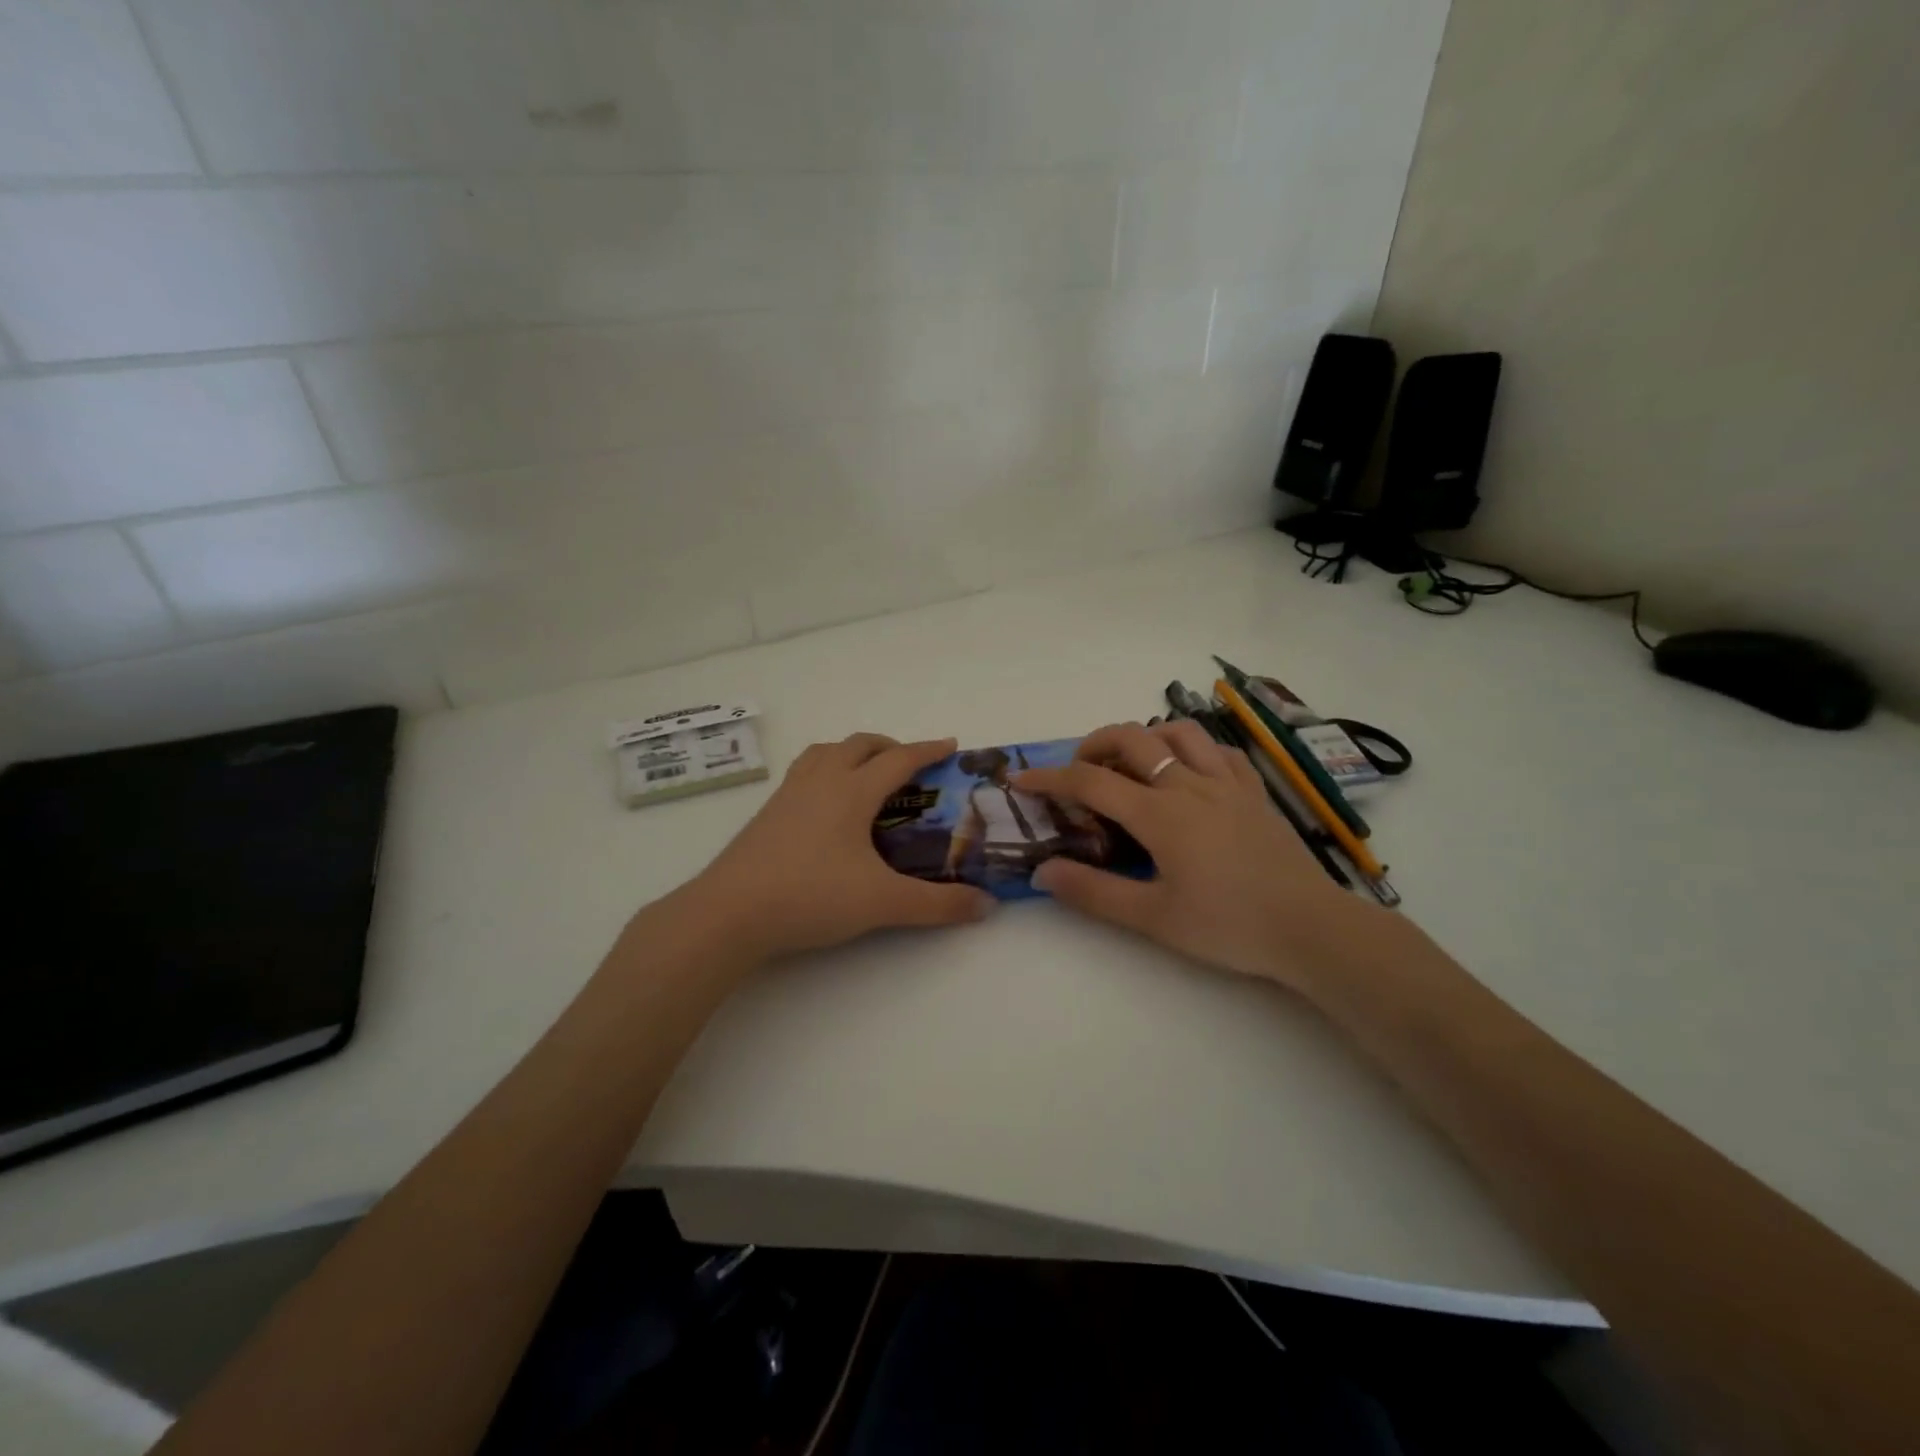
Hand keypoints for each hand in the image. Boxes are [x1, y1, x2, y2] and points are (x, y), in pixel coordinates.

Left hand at [684, 733, 992, 961]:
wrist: (729, 912)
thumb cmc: (811, 896)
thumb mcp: (882, 902)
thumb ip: (937, 904)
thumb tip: (987, 905)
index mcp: (851, 791)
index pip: (898, 758)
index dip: (927, 750)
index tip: (950, 746)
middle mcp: (820, 781)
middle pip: (858, 745)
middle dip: (889, 747)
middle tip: (910, 766)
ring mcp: (788, 795)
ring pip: (824, 753)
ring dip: (851, 753)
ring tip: (866, 776)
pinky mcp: (767, 814)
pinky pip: (803, 773)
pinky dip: (825, 772)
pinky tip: (825, 807)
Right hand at [1015, 721, 1377, 992]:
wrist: (1311, 929)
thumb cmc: (1228, 926)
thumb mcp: (1153, 918)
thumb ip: (1094, 892)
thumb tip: (1041, 872)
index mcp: (1160, 815)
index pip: (1091, 782)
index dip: (1049, 778)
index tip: (1020, 781)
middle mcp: (1189, 786)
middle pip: (1132, 738)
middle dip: (1093, 744)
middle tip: (1077, 770)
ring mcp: (1226, 783)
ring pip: (1178, 732)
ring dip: (1144, 737)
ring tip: (1131, 764)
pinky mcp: (1254, 791)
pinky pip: (1218, 750)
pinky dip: (1191, 748)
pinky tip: (1186, 771)